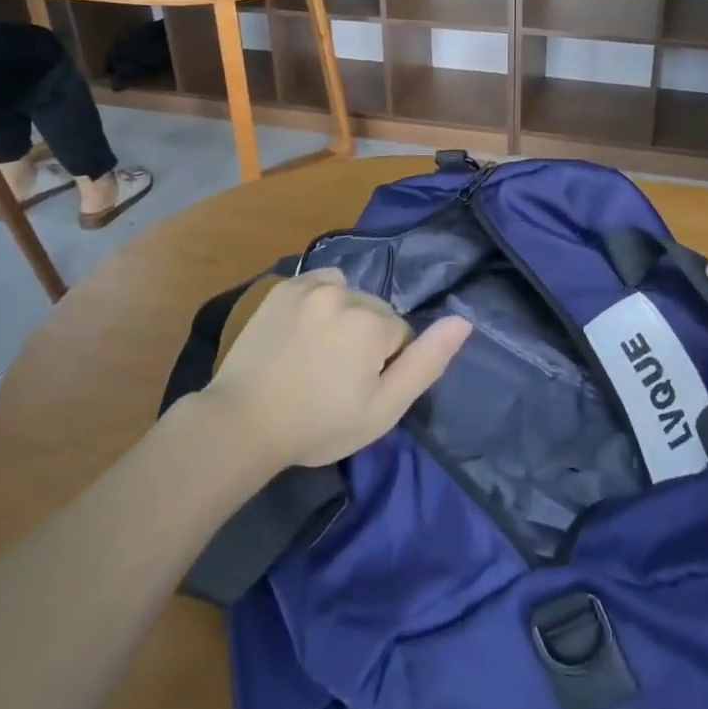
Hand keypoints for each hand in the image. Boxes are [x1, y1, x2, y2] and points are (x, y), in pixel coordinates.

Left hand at [202, 268, 471, 469]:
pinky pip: (320, 284)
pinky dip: (321, 301)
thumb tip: (463, 321)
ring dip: (345, 317)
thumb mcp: (383, 408)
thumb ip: (427, 362)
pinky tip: (305, 331)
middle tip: (337, 377)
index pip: (401, 335)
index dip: (387, 366)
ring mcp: (308, 285)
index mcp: (372, 321)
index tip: (359, 390)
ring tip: (320, 353)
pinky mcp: (283, 287)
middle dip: (367, 339)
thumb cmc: (319, 424)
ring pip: (350, 295)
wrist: (244, 420)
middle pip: (376, 312)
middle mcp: (343, 292)